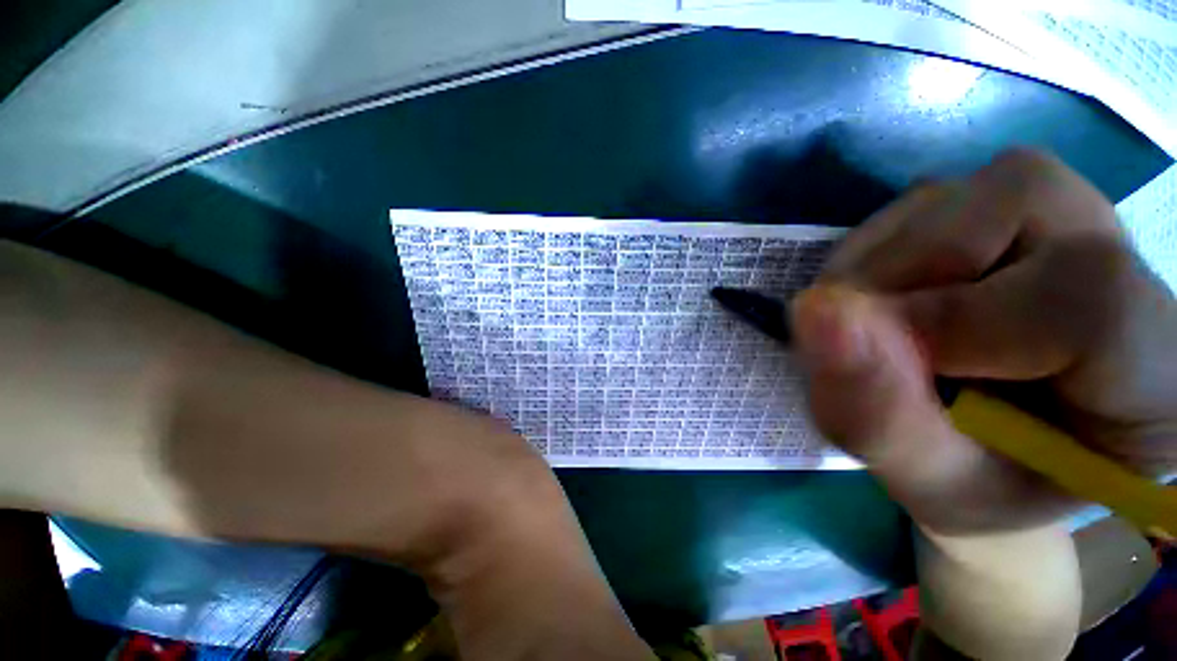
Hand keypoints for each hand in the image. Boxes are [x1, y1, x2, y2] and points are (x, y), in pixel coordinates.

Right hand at [791, 148, 1176, 533]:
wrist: (1004, 444)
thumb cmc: (986, 480)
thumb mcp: (934, 486)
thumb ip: (879, 416)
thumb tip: (811, 312)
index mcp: (1156, 365)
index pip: (1086, 299)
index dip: (958, 323)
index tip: (878, 365)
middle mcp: (1122, 257)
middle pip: (999, 217)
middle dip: (893, 290)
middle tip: (869, 355)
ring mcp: (1059, 211)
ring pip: (940, 202)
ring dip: (869, 275)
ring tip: (874, 335)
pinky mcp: (994, 201)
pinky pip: (912, 207)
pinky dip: (867, 260)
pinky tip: (880, 306)